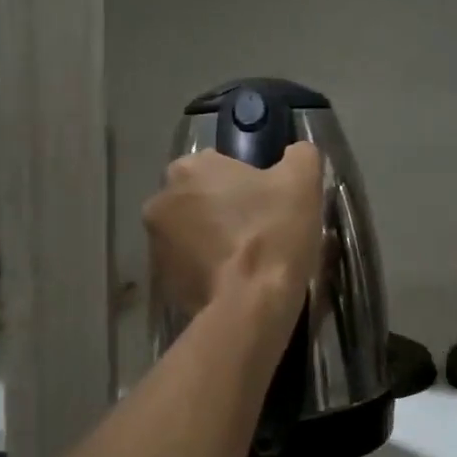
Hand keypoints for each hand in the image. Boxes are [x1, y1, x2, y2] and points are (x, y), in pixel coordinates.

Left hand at [143, 144, 323, 319]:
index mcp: (188, 168)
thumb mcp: (302, 180)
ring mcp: (155, 244)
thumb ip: (298, 155)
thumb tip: (295, 153)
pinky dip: (206, 269)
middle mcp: (160, 200)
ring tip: (247, 260)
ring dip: (211, 239)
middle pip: (199, 198)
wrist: (252, 304)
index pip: (218, 164)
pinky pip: (187, 265)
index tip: (266, 201)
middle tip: (259, 229)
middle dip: (222, 210)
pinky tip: (233, 281)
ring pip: (190, 232)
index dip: (245, 181)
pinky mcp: (161, 281)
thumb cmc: (273, 232)